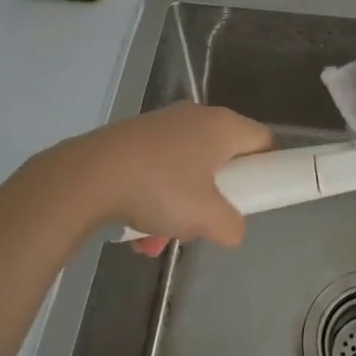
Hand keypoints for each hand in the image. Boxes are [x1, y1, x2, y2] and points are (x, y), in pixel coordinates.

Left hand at [29, 101, 271, 256]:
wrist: (89, 175)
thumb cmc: (161, 189)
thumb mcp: (207, 218)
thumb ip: (232, 226)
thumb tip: (232, 229)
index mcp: (223, 126)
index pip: (263, 141)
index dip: (267, 169)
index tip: (255, 197)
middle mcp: (196, 116)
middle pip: (222, 159)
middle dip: (214, 197)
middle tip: (204, 221)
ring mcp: (162, 124)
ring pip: (186, 170)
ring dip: (178, 207)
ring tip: (158, 238)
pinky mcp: (133, 137)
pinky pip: (157, 170)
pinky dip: (153, 199)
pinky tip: (135, 231)